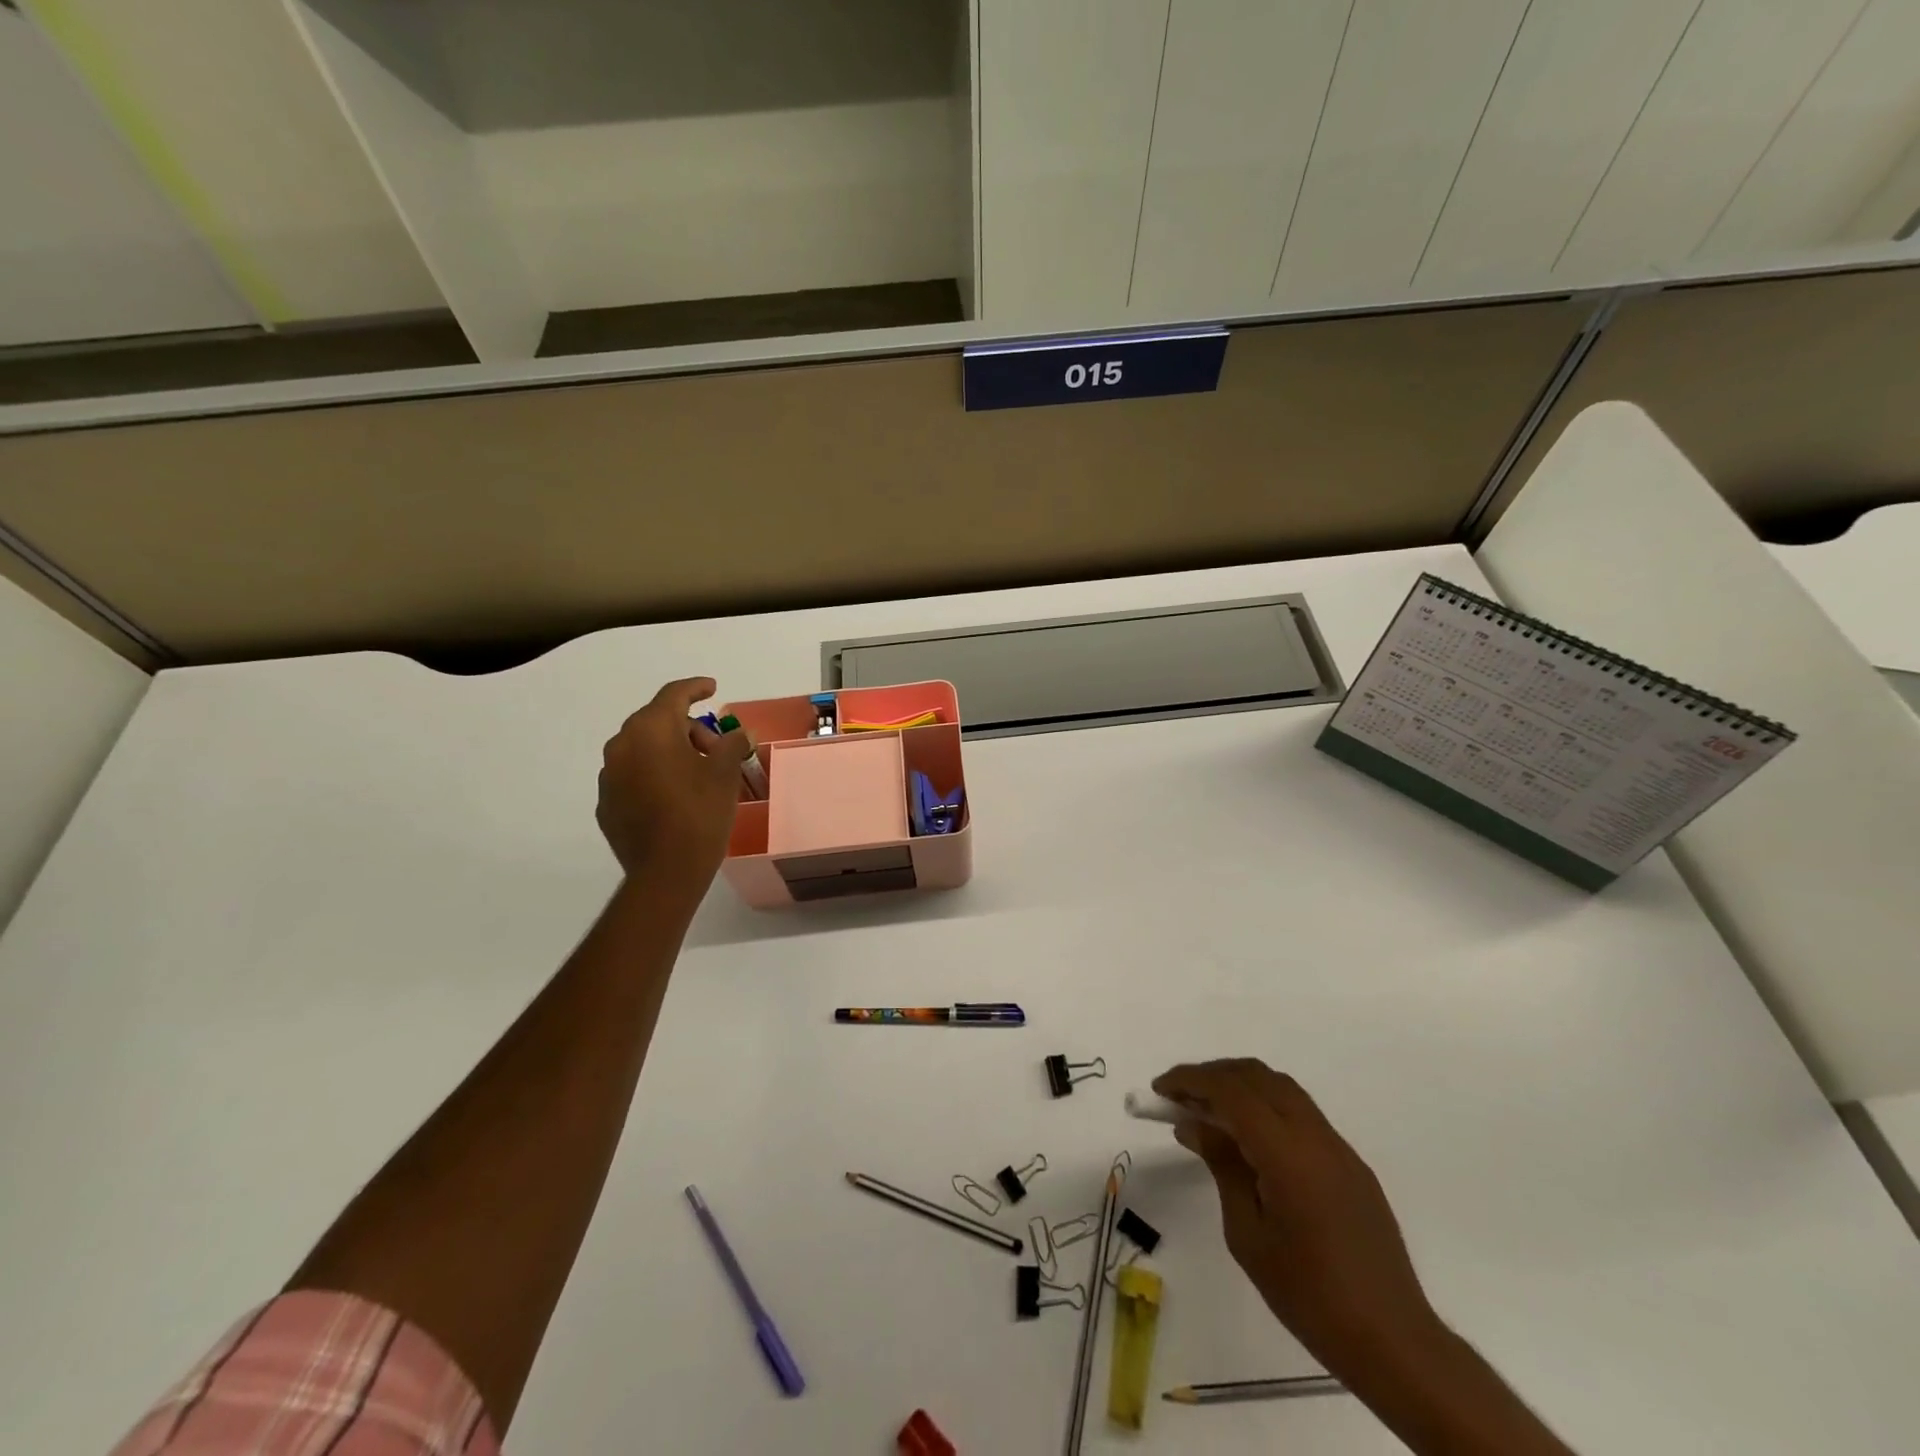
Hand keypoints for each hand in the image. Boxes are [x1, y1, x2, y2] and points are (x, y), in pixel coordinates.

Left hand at [597, 677, 751, 881]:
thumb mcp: (725, 773)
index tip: (712, 688)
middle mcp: (622, 745)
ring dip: (669, 752)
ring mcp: (609, 776)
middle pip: (657, 721)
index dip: (696, 688)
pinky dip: (654, 776)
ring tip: (698, 775)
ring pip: (642, 749)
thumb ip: (732, 744)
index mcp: (651, 730)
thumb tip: (740, 734)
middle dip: (688, 729)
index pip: (674, 695)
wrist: (666, 871)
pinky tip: (675, 797)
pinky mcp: (606, 803)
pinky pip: (633, 776)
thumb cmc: (700, 812)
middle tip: (716, 749)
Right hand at [1153, 1059, 1443, 1385]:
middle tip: (1178, 1096)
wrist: (1395, 1343)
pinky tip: (1248, 1139)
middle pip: (1257, 1076)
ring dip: (1240, 1086)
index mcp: (1287, 1153)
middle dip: (1212, 1075)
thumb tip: (1194, 1124)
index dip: (1190, 1081)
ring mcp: (1338, 1147)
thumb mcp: (1248, 1234)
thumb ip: (1222, 1167)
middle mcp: (1315, 1136)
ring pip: (1281, 1088)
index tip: (1159, 1089)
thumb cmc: (1309, 1296)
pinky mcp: (1350, 1164)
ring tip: (1207, 1111)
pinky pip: (1300, 1113)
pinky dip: (1265, 1106)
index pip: (1231, 1092)